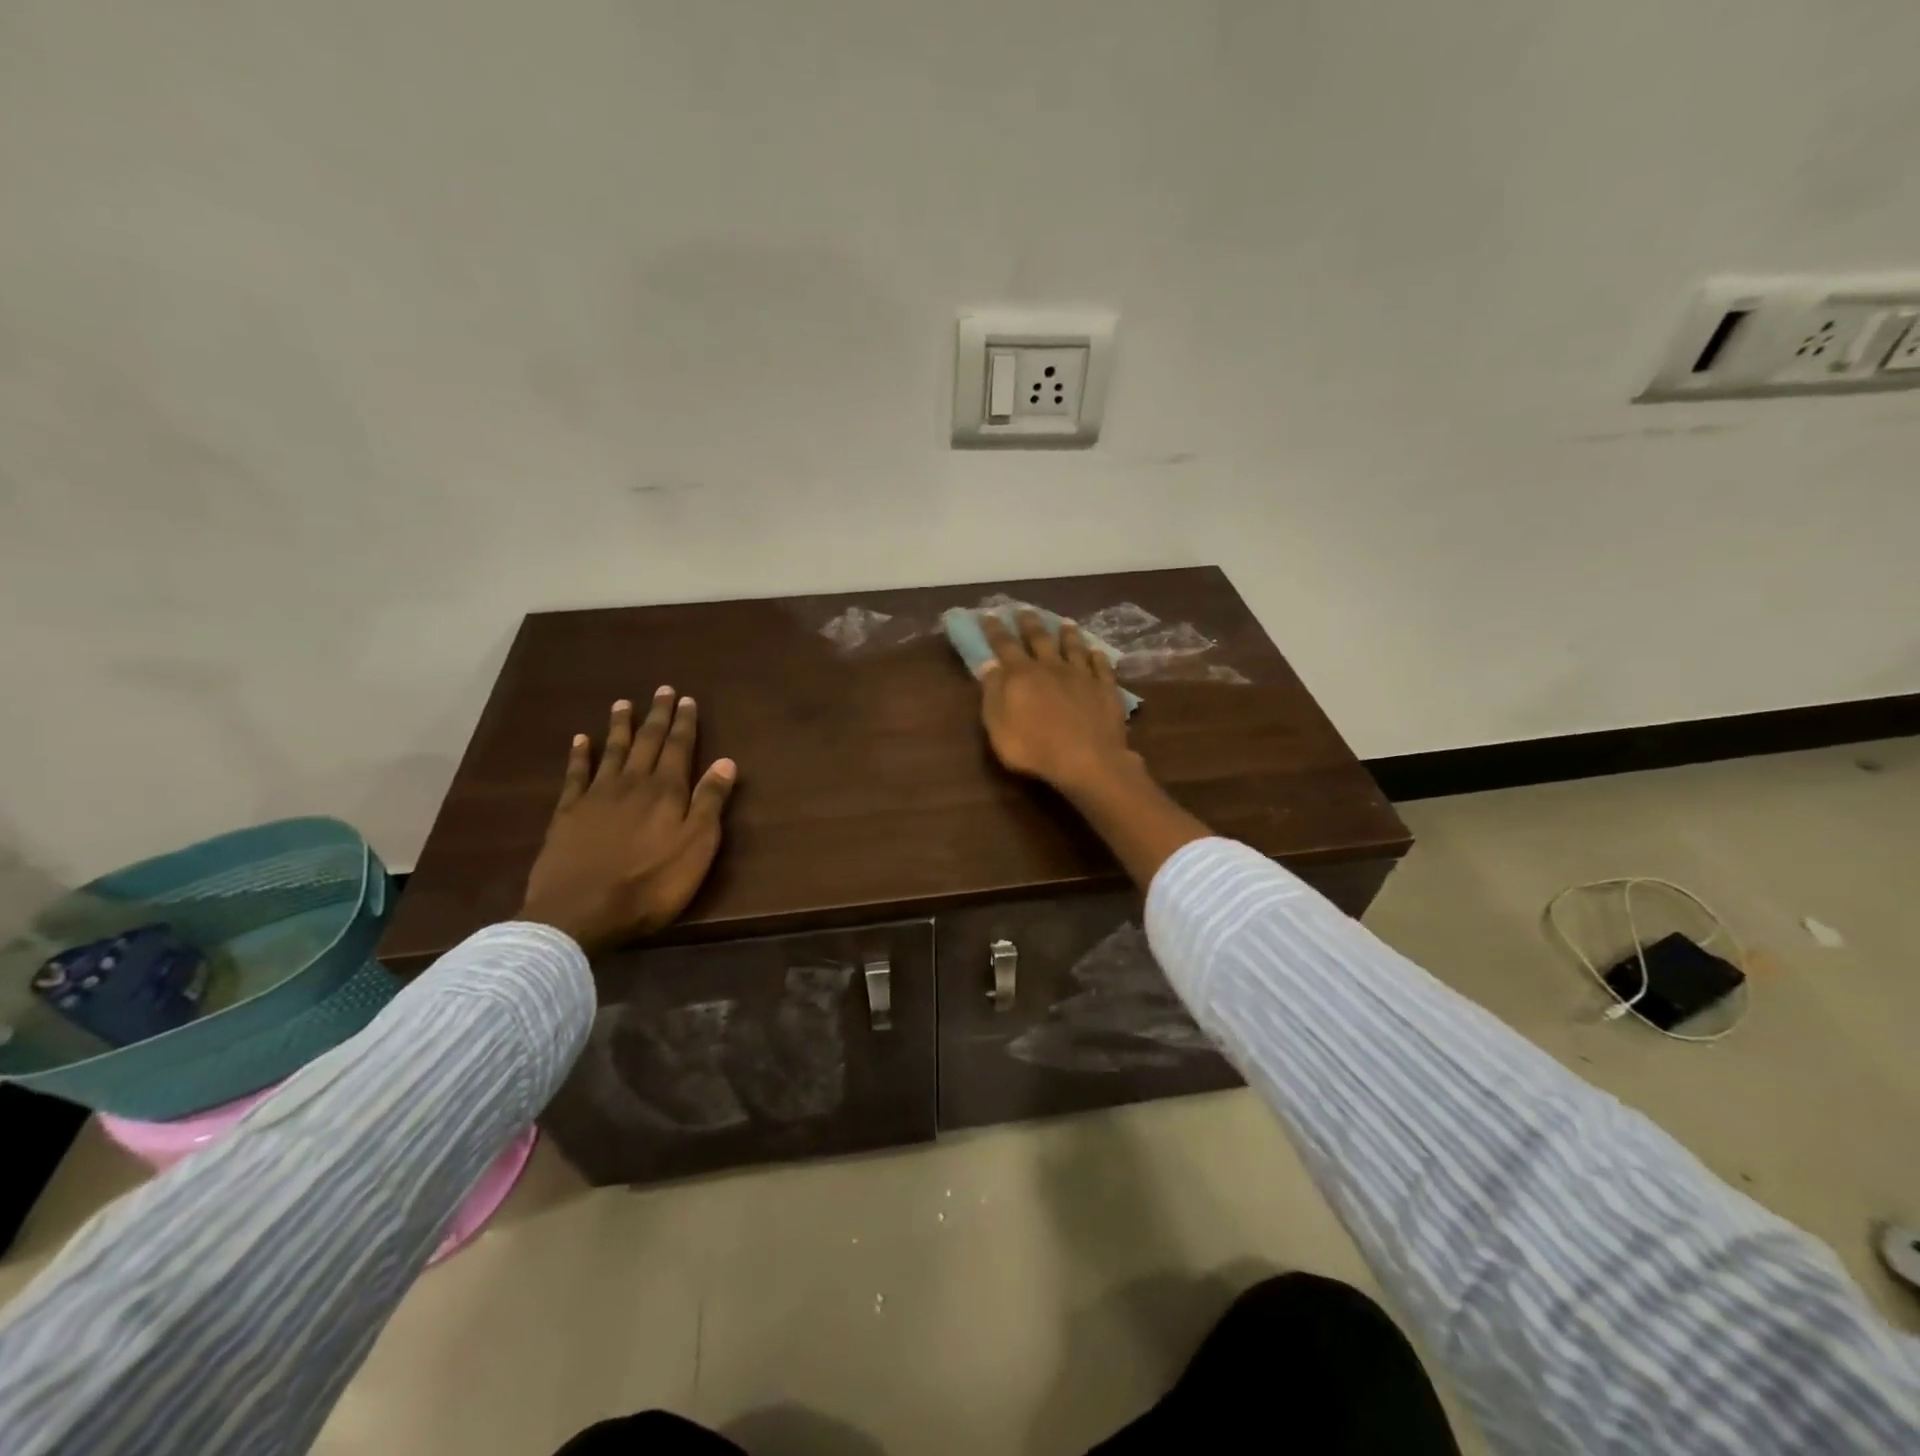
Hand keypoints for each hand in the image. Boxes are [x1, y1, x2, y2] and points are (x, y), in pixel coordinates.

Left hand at [519, 688, 736, 953]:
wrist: (580, 913)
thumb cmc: (651, 885)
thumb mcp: (696, 847)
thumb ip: (709, 802)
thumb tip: (726, 761)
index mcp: (667, 791)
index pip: (679, 748)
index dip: (685, 723)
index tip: (687, 699)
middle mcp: (632, 783)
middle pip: (647, 742)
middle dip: (657, 716)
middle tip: (662, 690)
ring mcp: (596, 796)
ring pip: (612, 751)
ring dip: (620, 726)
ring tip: (623, 703)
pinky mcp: (567, 813)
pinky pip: (576, 774)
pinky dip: (580, 754)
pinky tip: (580, 739)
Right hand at [976, 609, 1136, 794]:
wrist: (1087, 760)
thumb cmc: (1033, 748)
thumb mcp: (999, 726)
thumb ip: (993, 694)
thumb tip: (989, 666)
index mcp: (1022, 675)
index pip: (1004, 645)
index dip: (994, 630)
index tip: (988, 614)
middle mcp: (1051, 667)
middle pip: (1039, 639)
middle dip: (1029, 623)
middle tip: (1024, 609)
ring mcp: (1082, 676)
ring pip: (1074, 647)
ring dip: (1068, 634)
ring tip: (1065, 622)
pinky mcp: (1106, 689)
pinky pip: (1102, 667)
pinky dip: (1098, 657)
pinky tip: (1097, 652)